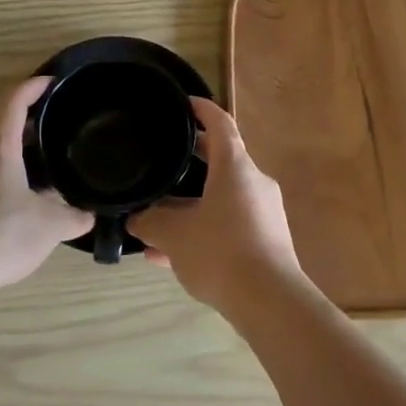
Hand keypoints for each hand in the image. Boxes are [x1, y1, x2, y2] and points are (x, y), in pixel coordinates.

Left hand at [0, 77, 91, 309]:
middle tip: (60, 127)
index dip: (32, 86)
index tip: (53, 82)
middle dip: (31, 122)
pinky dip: (11, 185)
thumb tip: (88, 214)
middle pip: (3, 127)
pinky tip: (30, 208)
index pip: (13, 101)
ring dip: (21, 157)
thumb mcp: (50, 225)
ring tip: (51, 169)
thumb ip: (74, 216)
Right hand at [129, 98, 306, 315]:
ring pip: (221, 196)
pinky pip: (229, 223)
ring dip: (191, 204)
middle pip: (220, 159)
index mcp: (235, 166)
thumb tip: (135, 219)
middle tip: (162, 159)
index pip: (219, 122)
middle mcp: (253, 181)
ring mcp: (263, 211)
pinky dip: (204, 229)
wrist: (270, 301)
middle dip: (190, 159)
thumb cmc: (220, 252)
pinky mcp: (267, 238)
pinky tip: (173, 256)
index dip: (200, 109)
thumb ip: (151, 222)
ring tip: (157, 221)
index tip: (183, 103)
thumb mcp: (174, 236)